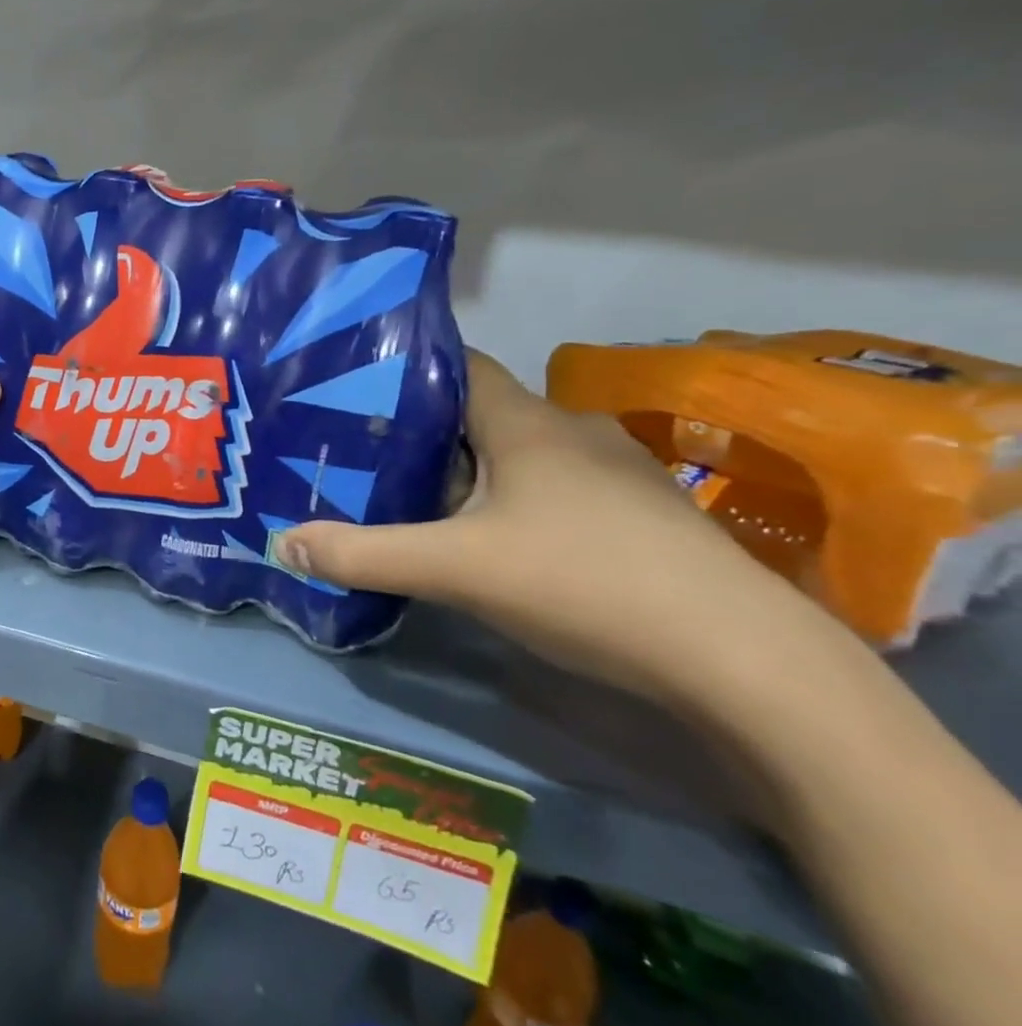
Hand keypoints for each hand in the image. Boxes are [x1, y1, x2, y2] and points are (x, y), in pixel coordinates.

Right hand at [275, 351, 821, 701]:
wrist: (745, 661)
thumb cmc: (584, 582)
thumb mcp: (456, 570)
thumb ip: (364, 554)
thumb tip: (281, 543)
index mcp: (526, 422)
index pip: (458, 365)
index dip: (406, 371)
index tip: (355, 391)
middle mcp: (572, 431)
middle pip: (481, 414)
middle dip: (426, 432)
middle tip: (369, 455)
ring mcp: (615, 475)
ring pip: (520, 454)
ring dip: (472, 471)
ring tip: (419, 499)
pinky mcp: (641, 517)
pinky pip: (555, 488)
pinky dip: (514, 500)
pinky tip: (496, 541)